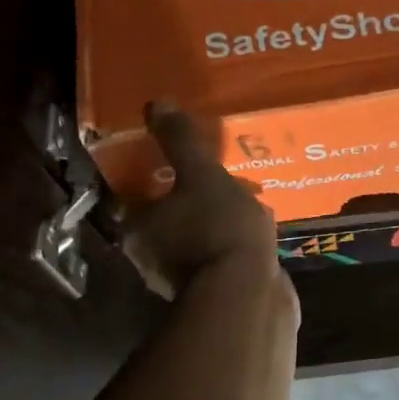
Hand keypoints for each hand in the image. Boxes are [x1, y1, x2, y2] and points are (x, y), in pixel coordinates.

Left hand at [122, 102, 287, 299]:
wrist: (249, 296)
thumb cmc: (217, 229)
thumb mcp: (201, 173)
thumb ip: (179, 141)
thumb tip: (156, 103)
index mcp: (139, 229)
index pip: (139, 196)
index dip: (160, 177)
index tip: (185, 164)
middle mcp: (151, 259)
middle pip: (170, 220)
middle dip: (194, 201)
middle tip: (222, 179)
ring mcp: (183, 282)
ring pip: (197, 241)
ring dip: (217, 225)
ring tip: (249, 202)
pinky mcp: (216, 296)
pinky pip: (222, 260)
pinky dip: (234, 247)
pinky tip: (260, 234)